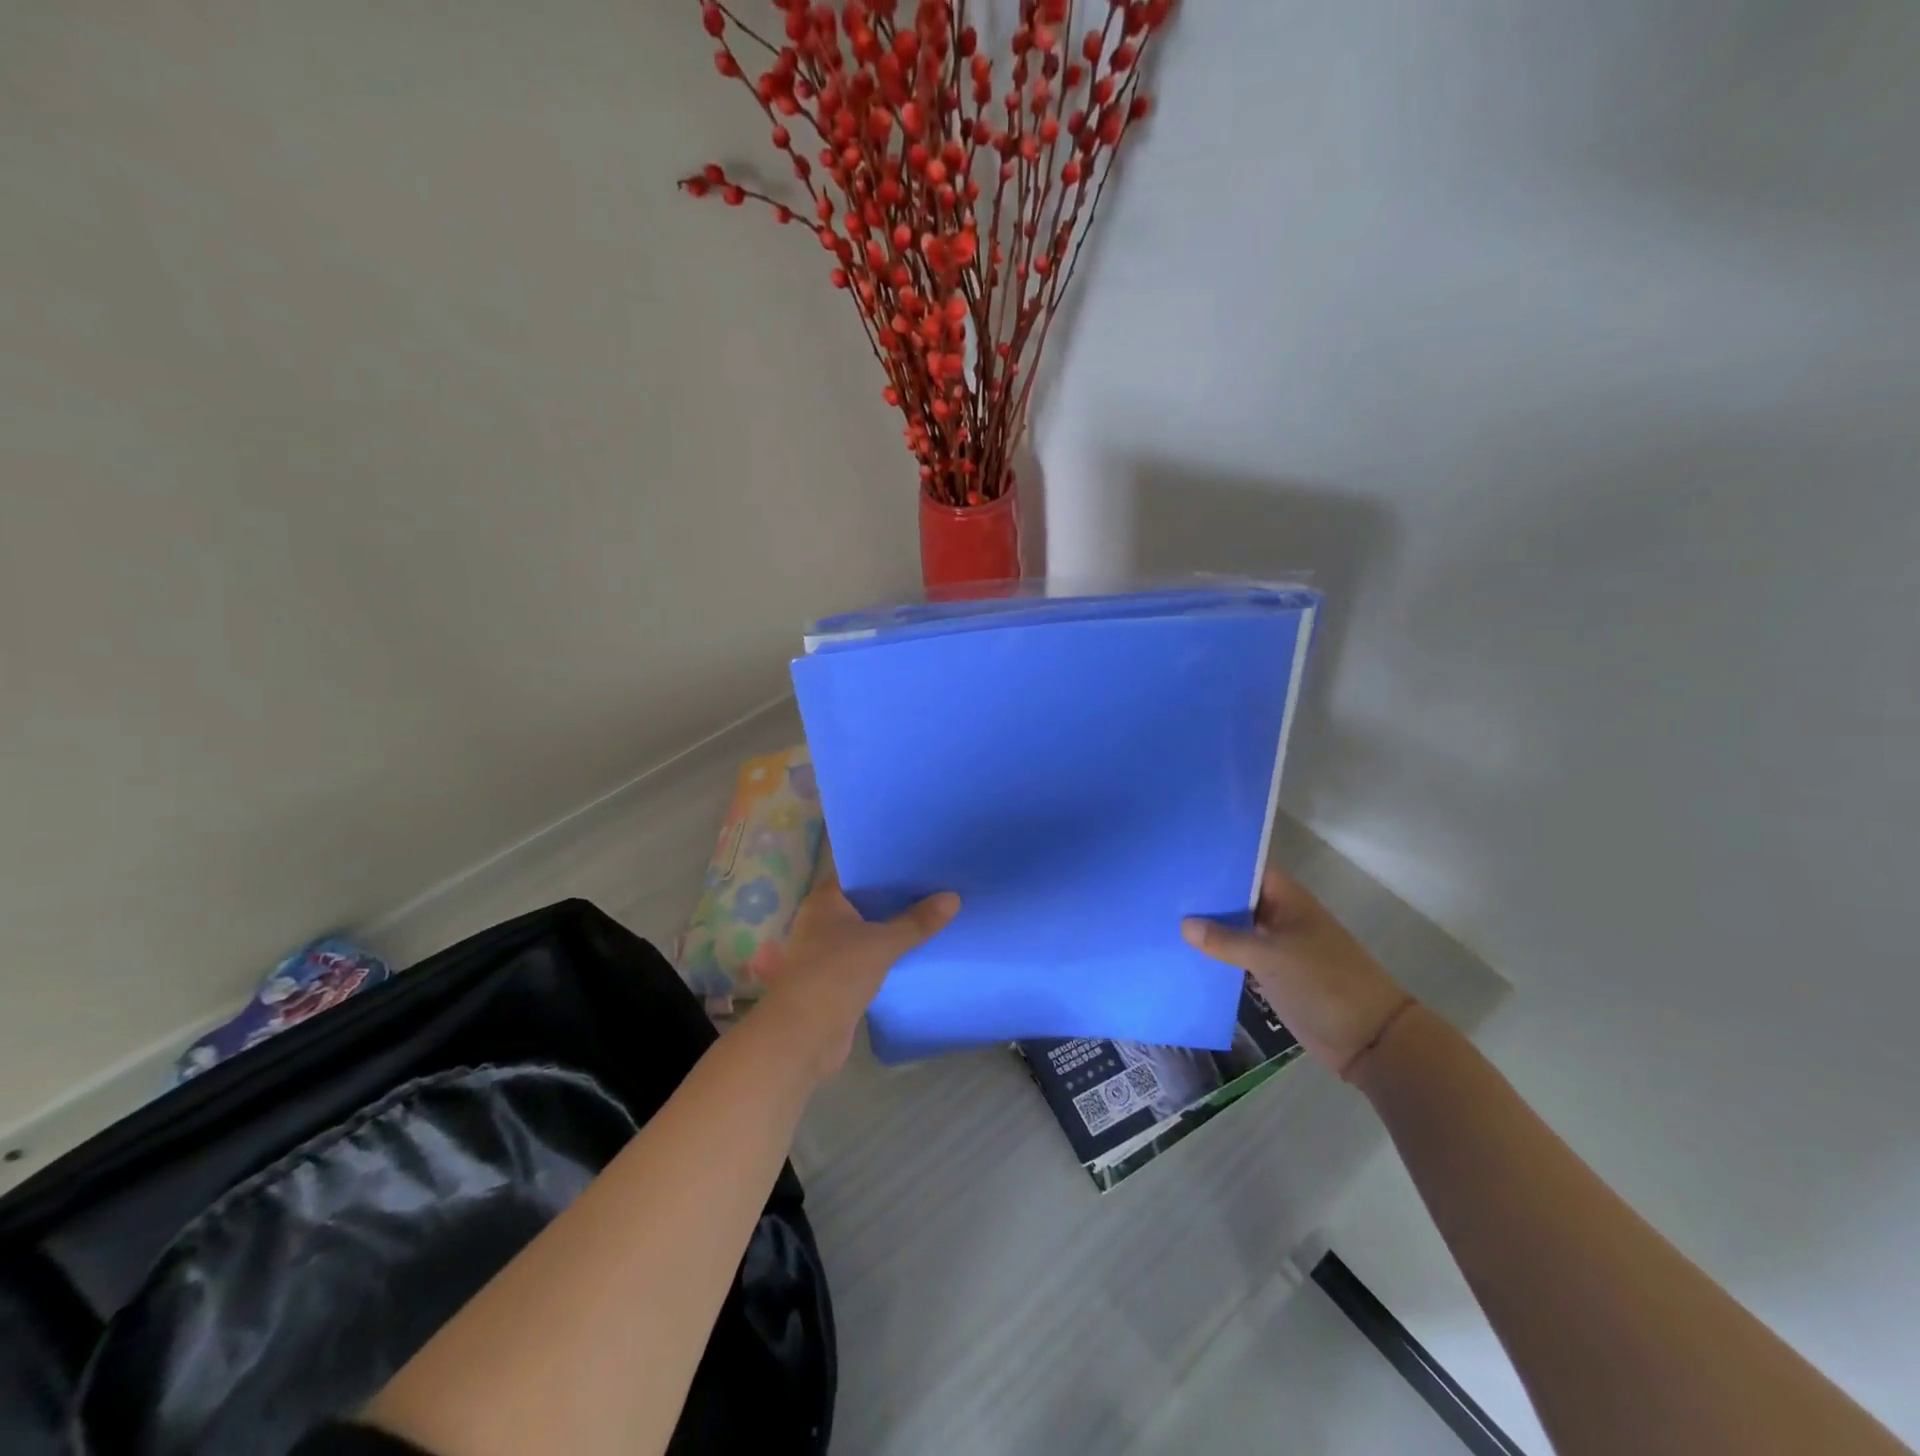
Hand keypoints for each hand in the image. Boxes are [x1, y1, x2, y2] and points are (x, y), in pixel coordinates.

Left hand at [751, 851, 959, 1081]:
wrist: (803, 1037)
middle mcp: (824, 919)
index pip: (857, 869)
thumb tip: (954, 897)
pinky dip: (891, 951)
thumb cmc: (835, 975)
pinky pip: (871, 955)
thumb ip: (917, 921)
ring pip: (870, 929)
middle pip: (866, 899)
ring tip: (935, 910)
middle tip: (937, 881)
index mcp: (825, 900)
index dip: (885, 862)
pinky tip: (920, 946)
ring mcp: (830, 950)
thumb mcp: (882, 943)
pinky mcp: (840, 977)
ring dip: (895, 925)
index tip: (919, 856)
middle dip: (897, 894)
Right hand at [1183, 868, 1412, 1077]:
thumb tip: (1184, 924)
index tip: (1181, 856)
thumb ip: (1227, 940)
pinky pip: (1238, 957)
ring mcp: (1276, 946)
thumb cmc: (1326, 983)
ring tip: (1163, 916)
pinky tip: (1185, 953)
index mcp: (1288, 900)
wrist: (1368, 1039)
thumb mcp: (1273, 957)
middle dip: (1206, 895)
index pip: (1248, 869)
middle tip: (1161, 886)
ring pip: (1235, 928)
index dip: (1218, 862)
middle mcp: (1280, 917)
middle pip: (1238, 898)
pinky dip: (1217, 955)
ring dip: (1208, 927)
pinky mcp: (1272, 974)